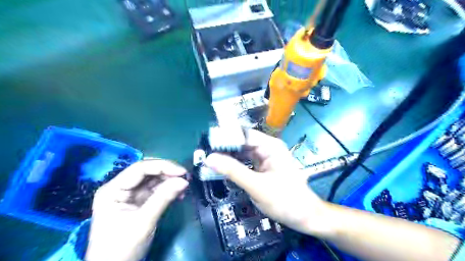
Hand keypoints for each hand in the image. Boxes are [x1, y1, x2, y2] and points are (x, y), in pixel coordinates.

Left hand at [84, 159, 188, 260]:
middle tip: (185, 178)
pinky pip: (156, 190)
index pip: (140, 169)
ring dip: (170, 181)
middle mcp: (121, 187)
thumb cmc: (121, 248)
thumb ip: (163, 198)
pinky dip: (169, 190)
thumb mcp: (143, 222)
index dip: (163, 166)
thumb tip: (184, 181)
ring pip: (154, 179)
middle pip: (147, 171)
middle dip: (168, 172)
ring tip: (184, 187)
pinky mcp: (139, 201)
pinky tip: (179, 194)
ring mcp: (131, 194)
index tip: (182, 172)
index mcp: (113, 189)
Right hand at [205, 129, 332, 236]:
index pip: (243, 135)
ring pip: (242, 153)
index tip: (206, 143)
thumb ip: (233, 171)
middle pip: (242, 143)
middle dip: (225, 148)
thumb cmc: (286, 200)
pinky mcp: (263, 168)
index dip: (225, 137)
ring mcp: (265, 158)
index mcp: (270, 146)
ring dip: (228, 157)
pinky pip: (246, 163)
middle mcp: (267, 148)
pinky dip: (235, 165)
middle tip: (204, 153)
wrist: (305, 217)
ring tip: (209, 160)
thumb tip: (210, 158)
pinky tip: (223, 168)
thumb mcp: (257, 186)